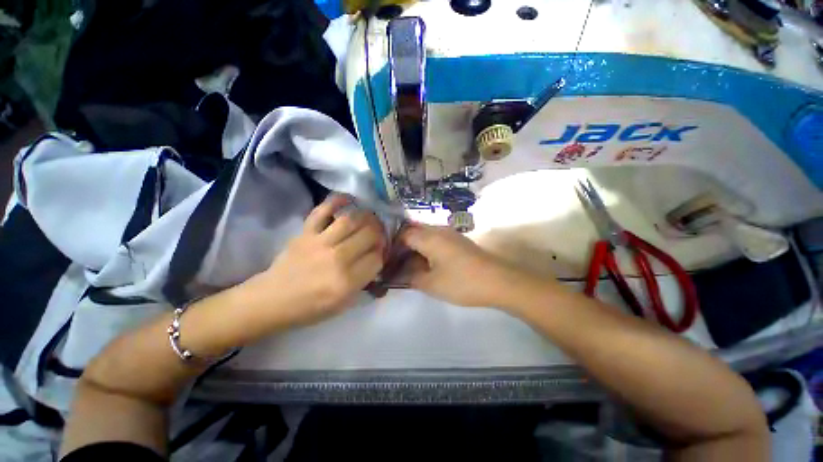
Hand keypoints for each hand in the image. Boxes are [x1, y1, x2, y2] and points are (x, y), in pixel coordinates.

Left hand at [245, 195, 386, 326]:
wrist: (273, 300)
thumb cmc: (310, 307)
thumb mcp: (343, 304)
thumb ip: (364, 281)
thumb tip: (377, 259)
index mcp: (347, 282)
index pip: (376, 259)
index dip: (382, 254)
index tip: (380, 254)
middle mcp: (337, 259)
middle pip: (369, 236)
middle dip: (379, 234)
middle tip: (379, 235)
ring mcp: (319, 243)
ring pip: (351, 220)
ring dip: (366, 217)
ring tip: (371, 219)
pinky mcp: (305, 233)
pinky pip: (322, 211)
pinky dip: (336, 201)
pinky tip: (349, 199)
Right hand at [394, 223, 551, 307]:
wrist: (498, 281)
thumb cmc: (461, 282)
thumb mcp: (431, 284)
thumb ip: (411, 277)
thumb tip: (399, 273)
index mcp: (429, 237)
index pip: (403, 235)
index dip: (394, 247)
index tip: (389, 261)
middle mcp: (438, 230)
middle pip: (414, 232)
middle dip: (404, 247)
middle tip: (398, 264)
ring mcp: (450, 234)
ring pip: (426, 235)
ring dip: (416, 248)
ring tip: (412, 265)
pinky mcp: (458, 240)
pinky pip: (436, 239)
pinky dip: (428, 249)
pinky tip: (428, 263)